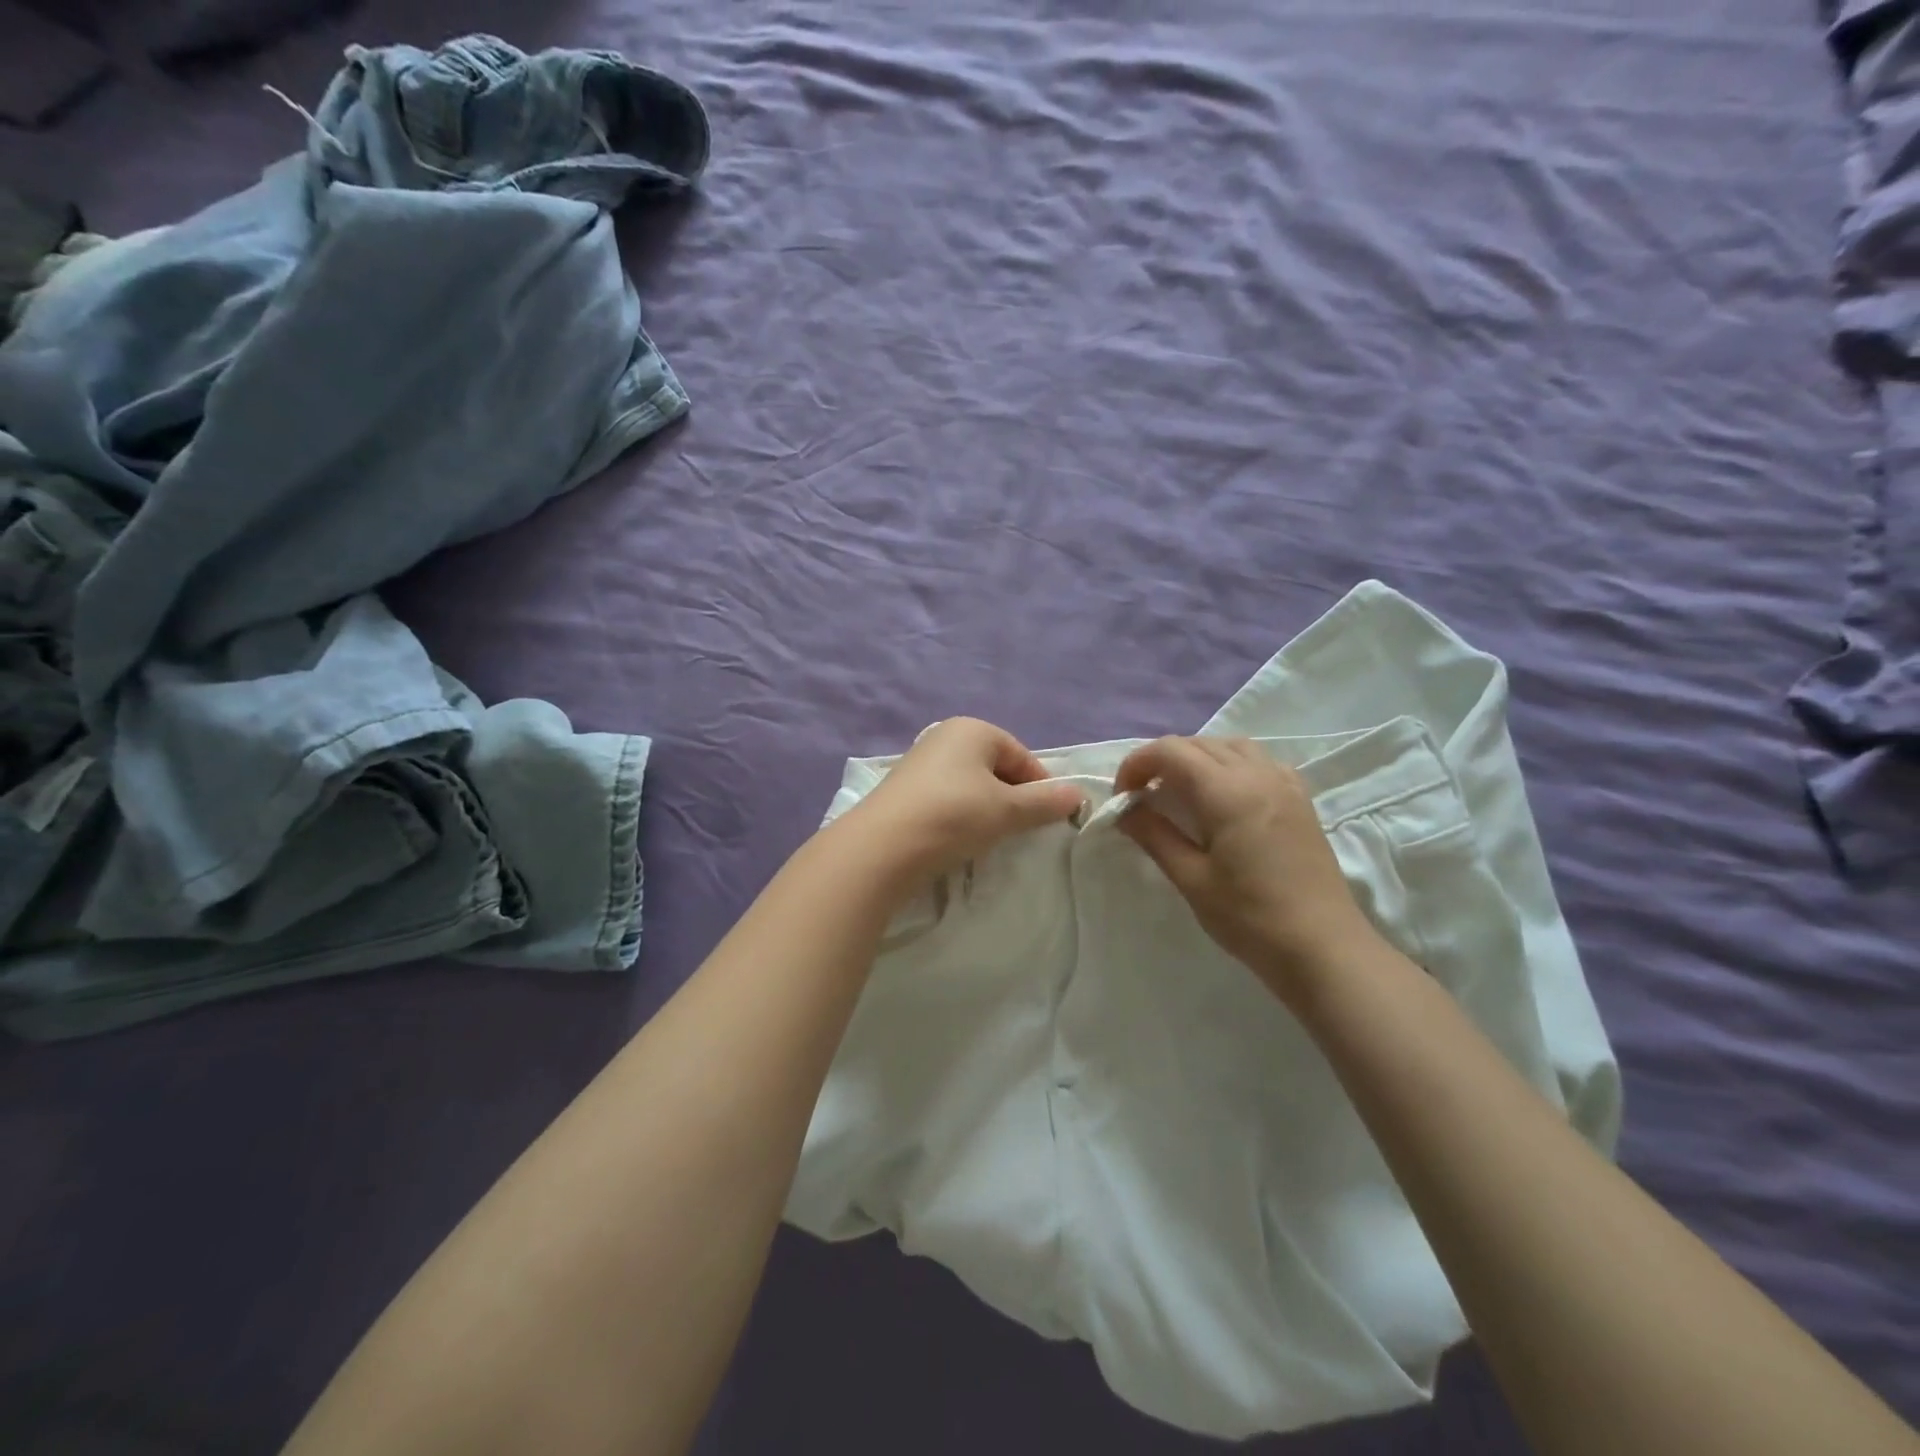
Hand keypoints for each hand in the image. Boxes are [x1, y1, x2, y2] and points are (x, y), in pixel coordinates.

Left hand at [848, 717, 1085, 891]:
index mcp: (973, 729)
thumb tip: (1078, 794)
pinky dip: (959, 815)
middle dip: (1012, 797)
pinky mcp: (903, 789)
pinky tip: (957, 839)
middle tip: (1017, 830)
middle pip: (995, 768)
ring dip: (985, 809)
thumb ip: (1045, 802)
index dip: (1040, 787)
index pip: (1022, 756)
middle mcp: (945, 736)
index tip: (1047, 819)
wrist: (883, 847)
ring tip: (988, 838)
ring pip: (970, 785)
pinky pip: (946, 798)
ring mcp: (920, 761)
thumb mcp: (1007, 811)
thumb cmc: (954, 816)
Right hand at [1114, 736, 1385, 1003]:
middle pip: (1199, 744)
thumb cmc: (1250, 918)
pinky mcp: (1300, 799)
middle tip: (1142, 797)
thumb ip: (1155, 835)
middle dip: (1162, 761)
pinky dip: (1231, 765)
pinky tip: (1224, 796)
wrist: (1323, 948)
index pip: (1171, 751)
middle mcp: (1257, 774)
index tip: (1122, 797)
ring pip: (1231, 746)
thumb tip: (1124, 810)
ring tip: (1179, 791)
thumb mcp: (1192, 879)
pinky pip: (1259, 761)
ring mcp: (1284, 784)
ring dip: (1197, 758)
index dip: (1137, 765)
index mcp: (1227, 792)